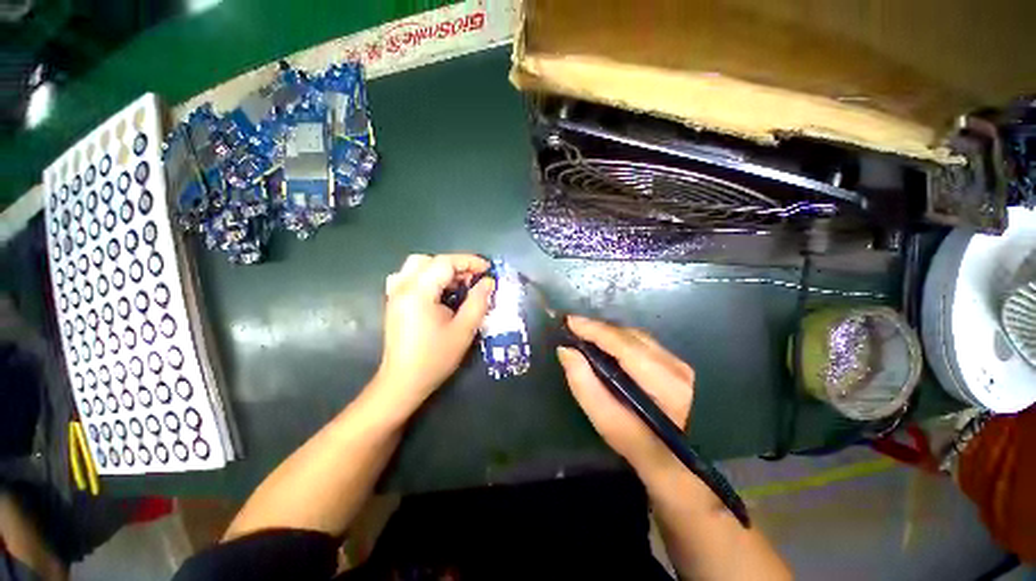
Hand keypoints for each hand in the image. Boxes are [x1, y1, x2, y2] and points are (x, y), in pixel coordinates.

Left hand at [374, 254, 494, 413]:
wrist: (403, 382)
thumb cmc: (435, 358)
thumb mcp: (464, 330)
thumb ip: (478, 302)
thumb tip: (488, 282)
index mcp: (418, 292)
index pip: (445, 263)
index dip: (469, 262)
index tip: (488, 269)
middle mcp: (403, 287)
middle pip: (429, 260)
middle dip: (455, 265)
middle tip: (473, 280)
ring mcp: (395, 294)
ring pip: (417, 266)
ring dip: (440, 270)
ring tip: (458, 285)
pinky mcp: (394, 302)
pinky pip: (409, 277)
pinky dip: (427, 277)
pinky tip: (437, 292)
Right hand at [558, 316, 694, 475]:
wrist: (684, 468)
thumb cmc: (644, 451)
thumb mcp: (610, 425)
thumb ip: (586, 387)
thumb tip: (566, 351)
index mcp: (665, 384)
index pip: (624, 345)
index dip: (594, 329)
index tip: (569, 321)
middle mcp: (677, 367)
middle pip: (631, 336)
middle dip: (599, 329)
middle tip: (574, 328)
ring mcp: (681, 364)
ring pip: (637, 337)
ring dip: (609, 333)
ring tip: (586, 334)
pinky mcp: (678, 365)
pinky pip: (643, 343)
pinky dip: (621, 340)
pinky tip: (607, 345)